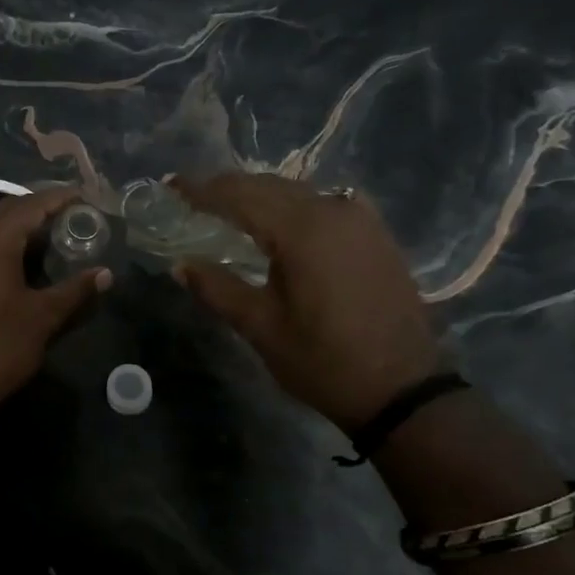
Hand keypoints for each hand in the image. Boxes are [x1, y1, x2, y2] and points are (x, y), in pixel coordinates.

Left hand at [0, 188, 111, 412]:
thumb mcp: (42, 318)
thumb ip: (74, 289)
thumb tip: (104, 274)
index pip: (31, 205)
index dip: (61, 198)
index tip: (86, 198)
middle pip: (8, 210)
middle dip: (40, 209)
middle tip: (73, 217)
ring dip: (19, 227)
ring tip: (52, 237)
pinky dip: (0, 243)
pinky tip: (21, 259)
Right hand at [172, 174, 440, 433]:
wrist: (402, 389)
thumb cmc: (323, 362)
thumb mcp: (261, 328)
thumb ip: (217, 289)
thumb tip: (180, 265)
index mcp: (301, 231)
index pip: (241, 196)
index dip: (203, 190)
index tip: (172, 185)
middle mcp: (333, 211)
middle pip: (270, 186)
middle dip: (229, 187)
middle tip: (193, 193)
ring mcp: (361, 220)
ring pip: (299, 191)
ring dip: (261, 193)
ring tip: (230, 203)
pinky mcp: (376, 235)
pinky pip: (327, 203)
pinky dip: (296, 203)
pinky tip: (286, 216)